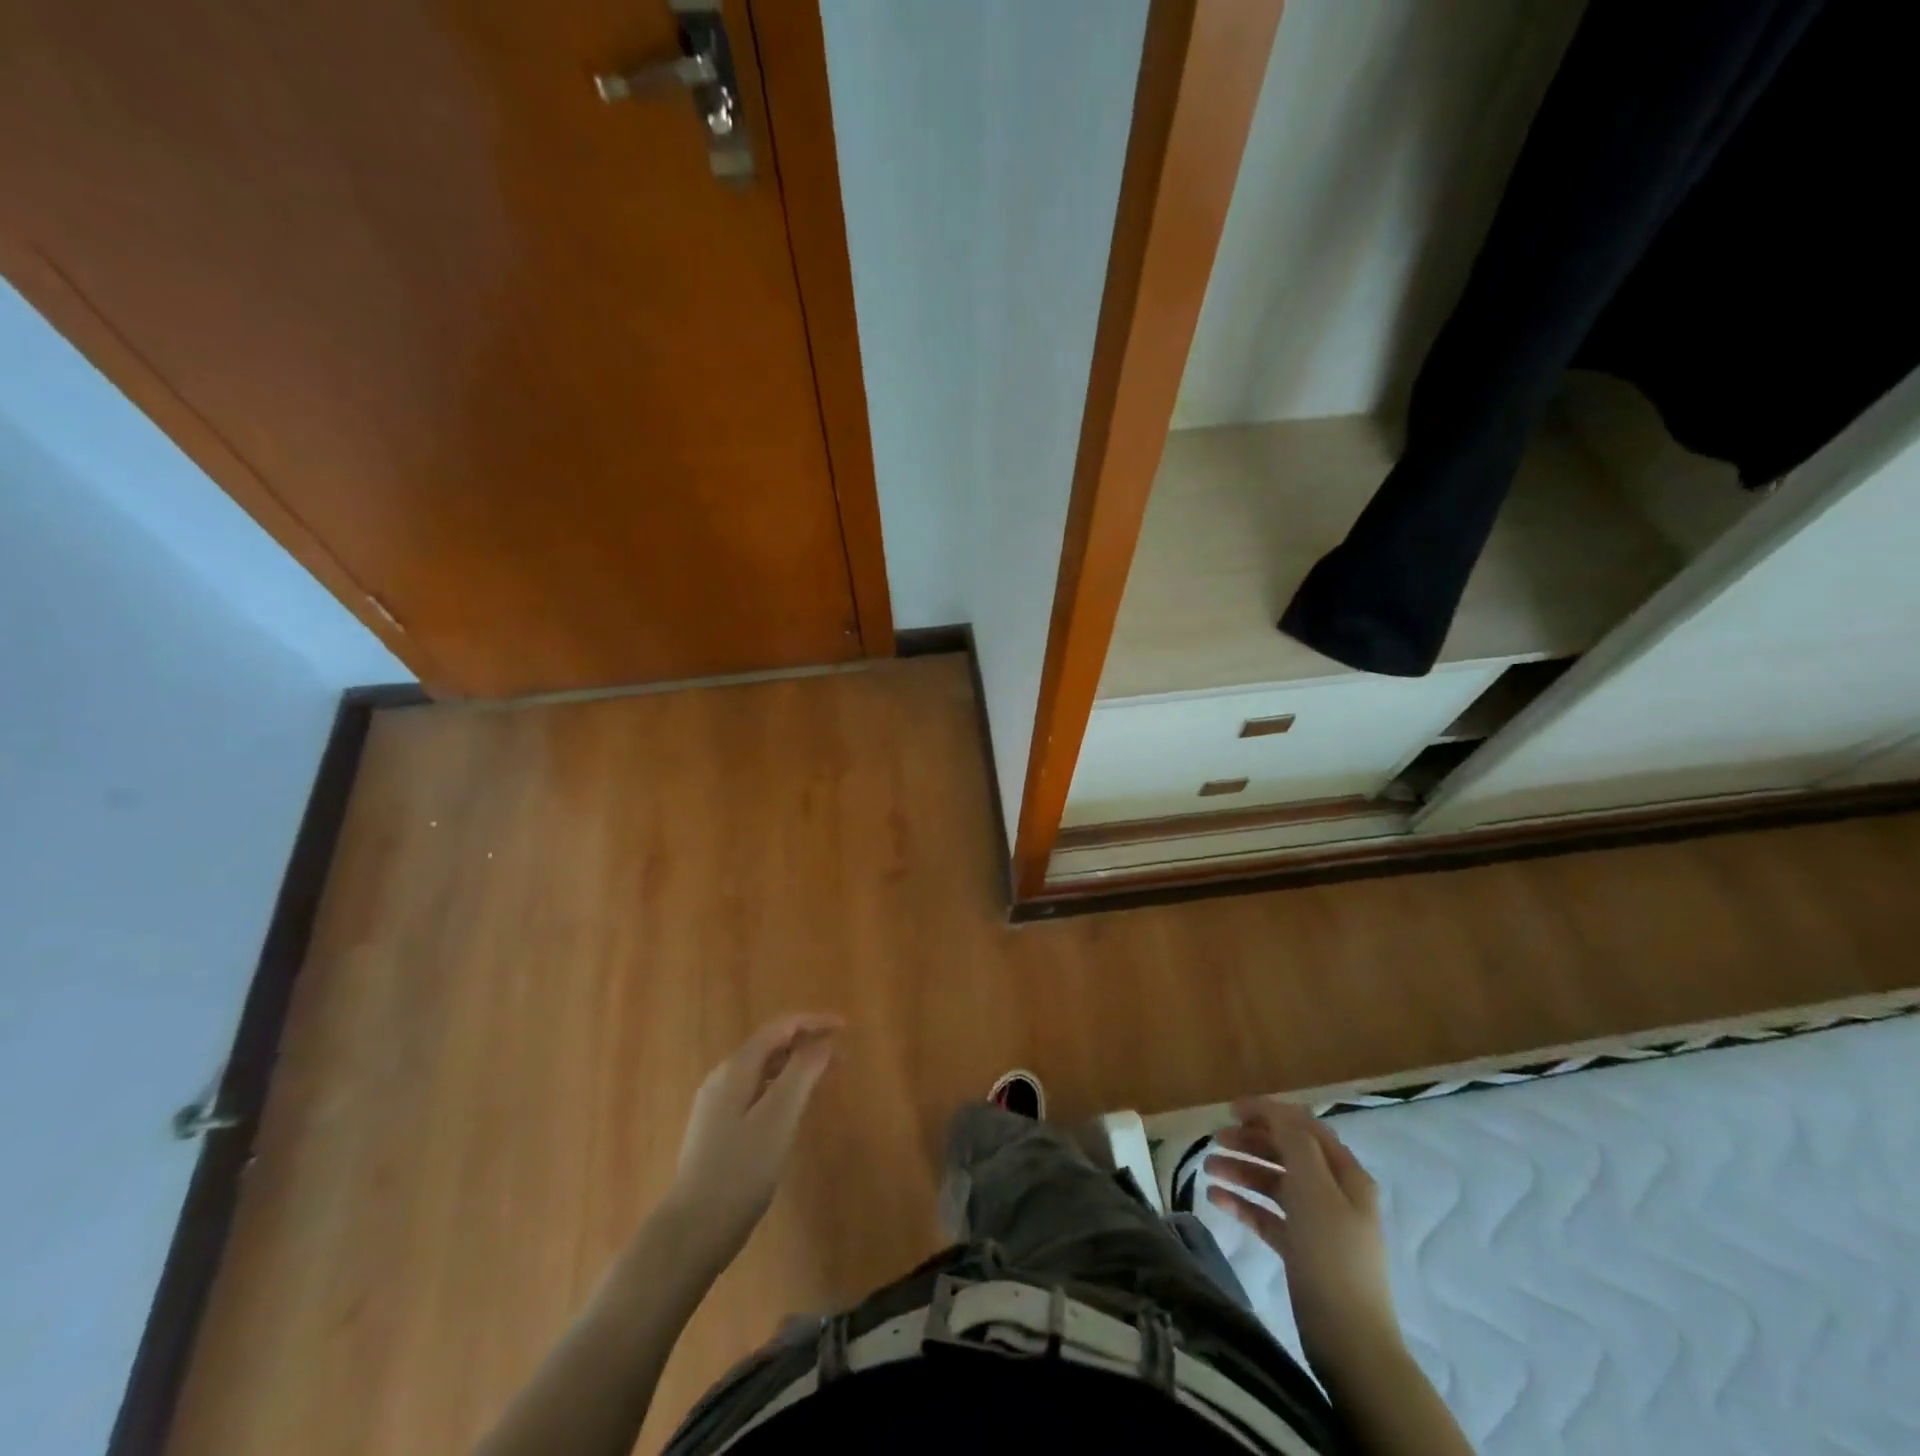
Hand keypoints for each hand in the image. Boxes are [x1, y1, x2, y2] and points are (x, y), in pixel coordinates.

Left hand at [666, 1013, 842, 1264]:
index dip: (813, 1021)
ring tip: (824, 1079)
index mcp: (736, 1068)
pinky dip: (781, 1087)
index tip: (844, 1027)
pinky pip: (756, 1091)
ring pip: (763, 1070)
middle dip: (807, 1043)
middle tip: (841, 1057)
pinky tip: (793, 1109)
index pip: (780, 1027)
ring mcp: (717, 1104)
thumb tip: (823, 1041)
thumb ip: (802, 1073)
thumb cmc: (740, 1171)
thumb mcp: (778, 1117)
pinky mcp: (717, 1129)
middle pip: (771, 1045)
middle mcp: (723, 1077)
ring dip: (796, 1066)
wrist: (692, 1231)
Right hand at [1205, 1097, 1400, 1376]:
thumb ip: (1294, 1141)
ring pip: (1274, 1183)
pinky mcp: (1301, 1251)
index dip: (1268, 1112)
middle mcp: (1333, 1193)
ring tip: (1208, 1169)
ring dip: (1241, 1170)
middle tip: (1215, 1140)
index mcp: (1345, 1174)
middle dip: (1250, 1142)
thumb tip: (1276, 1111)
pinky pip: (1267, 1215)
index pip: (1303, 1127)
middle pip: (1287, 1153)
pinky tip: (1216, 1199)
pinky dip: (1243, 1203)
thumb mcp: (1313, 1187)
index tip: (1230, 1110)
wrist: (1349, 1341)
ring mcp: (1317, 1224)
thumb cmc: (1330, 1254)